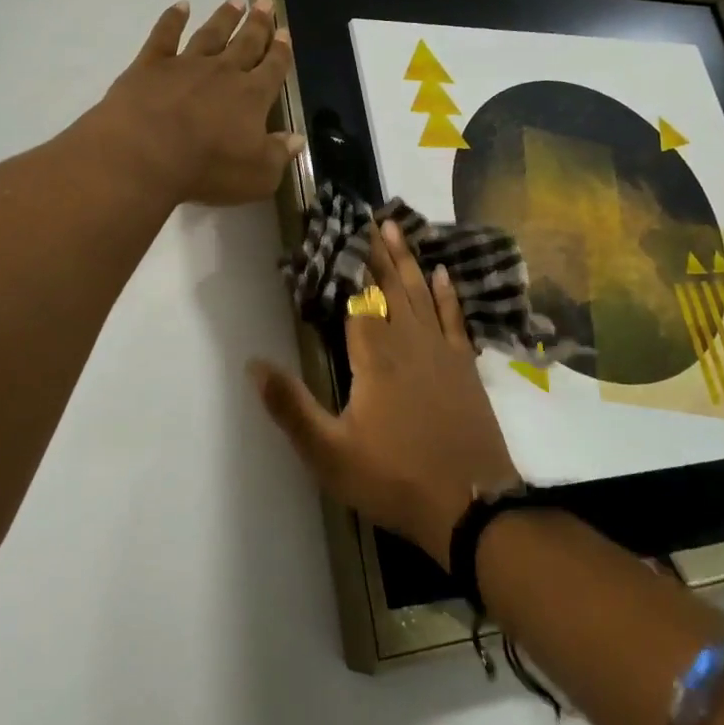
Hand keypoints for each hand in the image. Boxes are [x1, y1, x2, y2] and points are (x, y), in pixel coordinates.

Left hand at [89, 0, 302, 206]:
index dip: (281, 52)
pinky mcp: (150, 65)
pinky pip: (164, 35)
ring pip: (211, 34)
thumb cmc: (207, 169)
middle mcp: (223, 72)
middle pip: (246, 43)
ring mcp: (186, 64)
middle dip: (258, 24)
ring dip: (224, 17)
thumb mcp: (257, 176)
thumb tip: (298, 138)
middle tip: (266, 1)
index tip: (286, 33)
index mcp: (252, 97)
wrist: (145, 154)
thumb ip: (279, 155)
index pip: (273, 69)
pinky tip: (180, 6)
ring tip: (236, 0)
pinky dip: (172, 18)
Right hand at [251, 220, 517, 567]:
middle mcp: (409, 343)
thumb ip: (290, 406)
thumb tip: (253, 363)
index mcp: (374, 357)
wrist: (471, 506)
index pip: (357, 299)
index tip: (340, 233)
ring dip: (409, 261)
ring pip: (422, 295)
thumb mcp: (329, 453)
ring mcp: (442, 353)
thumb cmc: (393, 478)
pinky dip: (448, 295)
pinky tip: (444, 274)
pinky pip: (455, 319)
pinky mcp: (465, 368)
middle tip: (370, 218)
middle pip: (391, 287)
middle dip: (378, 253)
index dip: (348, 267)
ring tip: (397, 229)